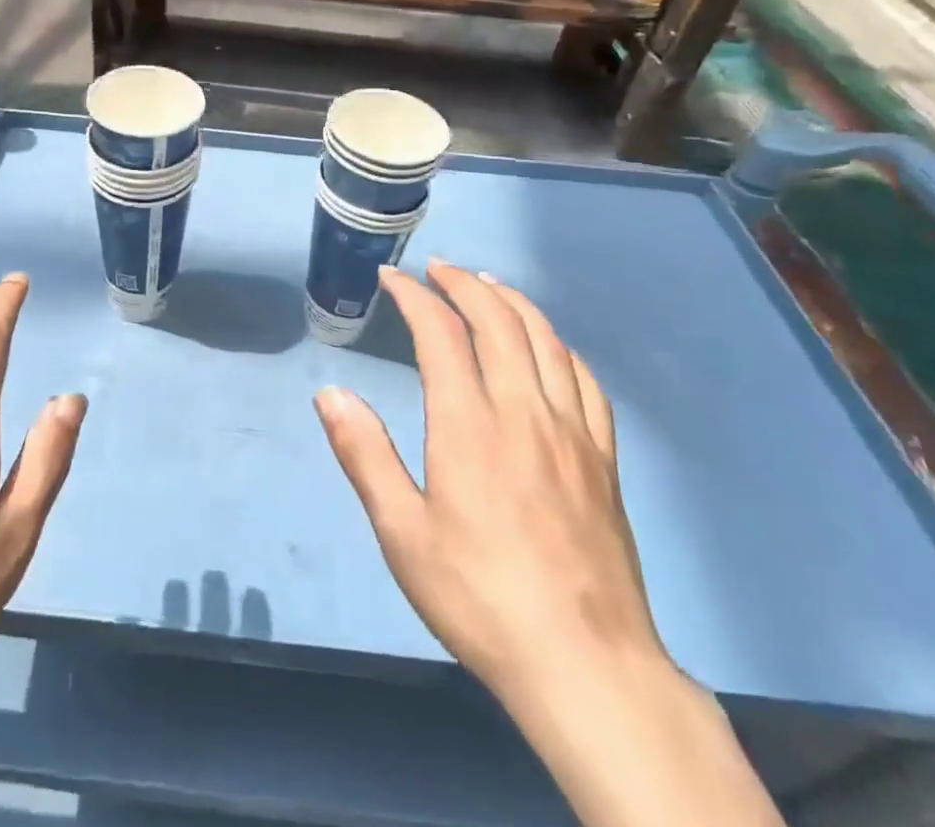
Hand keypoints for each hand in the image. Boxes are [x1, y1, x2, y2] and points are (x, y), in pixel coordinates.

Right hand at [317, 262, 783, 826]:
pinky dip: (559, 345)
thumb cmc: (480, 596)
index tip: (393, 278)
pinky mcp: (604, 457)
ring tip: (488, 286)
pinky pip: (585, 380)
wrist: (587, 665)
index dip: (414, 296)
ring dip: (512, 301)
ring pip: (545, 339)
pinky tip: (549, 346)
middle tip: (437, 269)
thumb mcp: (403, 533)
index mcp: (469, 423)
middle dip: (464, 283)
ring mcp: (572, 431)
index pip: (440, 332)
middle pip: (498, 319)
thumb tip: (330, 392)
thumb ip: (364, 455)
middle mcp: (523, 410)